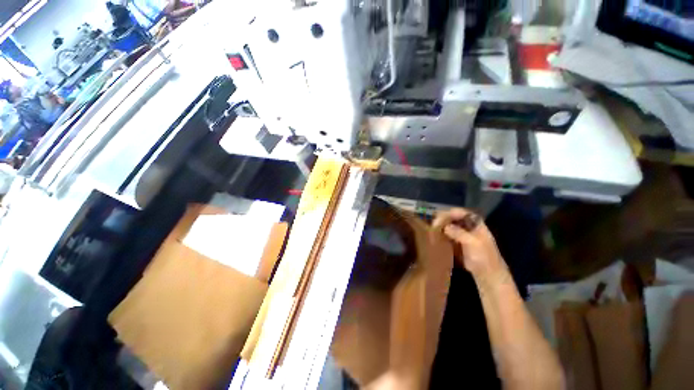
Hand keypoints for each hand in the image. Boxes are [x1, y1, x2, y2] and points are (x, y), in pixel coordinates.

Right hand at [432, 208, 506, 281]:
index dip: (451, 213)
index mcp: (477, 224)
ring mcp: (464, 234)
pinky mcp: (459, 242)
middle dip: (444, 219)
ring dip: (442, 226)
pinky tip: (436, 235)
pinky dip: (442, 233)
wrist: (488, 275)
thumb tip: (445, 227)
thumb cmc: (484, 258)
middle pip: (455, 217)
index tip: (440, 217)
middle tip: (434, 224)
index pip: (462, 213)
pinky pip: (448, 234)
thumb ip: (459, 233)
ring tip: (432, 229)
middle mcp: (469, 227)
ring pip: (450, 225)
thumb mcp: (473, 243)